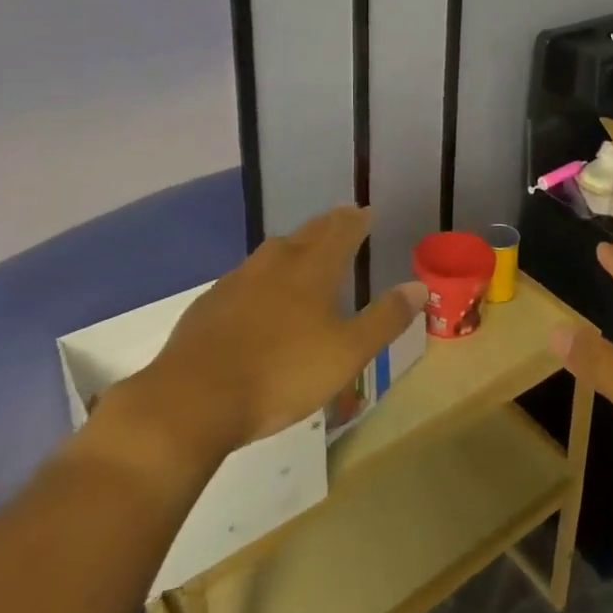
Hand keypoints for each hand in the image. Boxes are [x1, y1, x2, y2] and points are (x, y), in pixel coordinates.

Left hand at [100, 207, 425, 474]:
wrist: (193, 400)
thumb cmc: (281, 374)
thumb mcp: (347, 353)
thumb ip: (385, 319)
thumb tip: (419, 287)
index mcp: (312, 269)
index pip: (340, 231)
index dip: (356, 220)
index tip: (366, 211)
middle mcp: (275, 264)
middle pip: (306, 234)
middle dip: (327, 226)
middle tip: (341, 222)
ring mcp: (237, 281)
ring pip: (272, 252)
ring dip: (293, 247)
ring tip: (302, 253)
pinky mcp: (209, 304)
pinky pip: (244, 277)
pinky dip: (261, 276)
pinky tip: (257, 296)